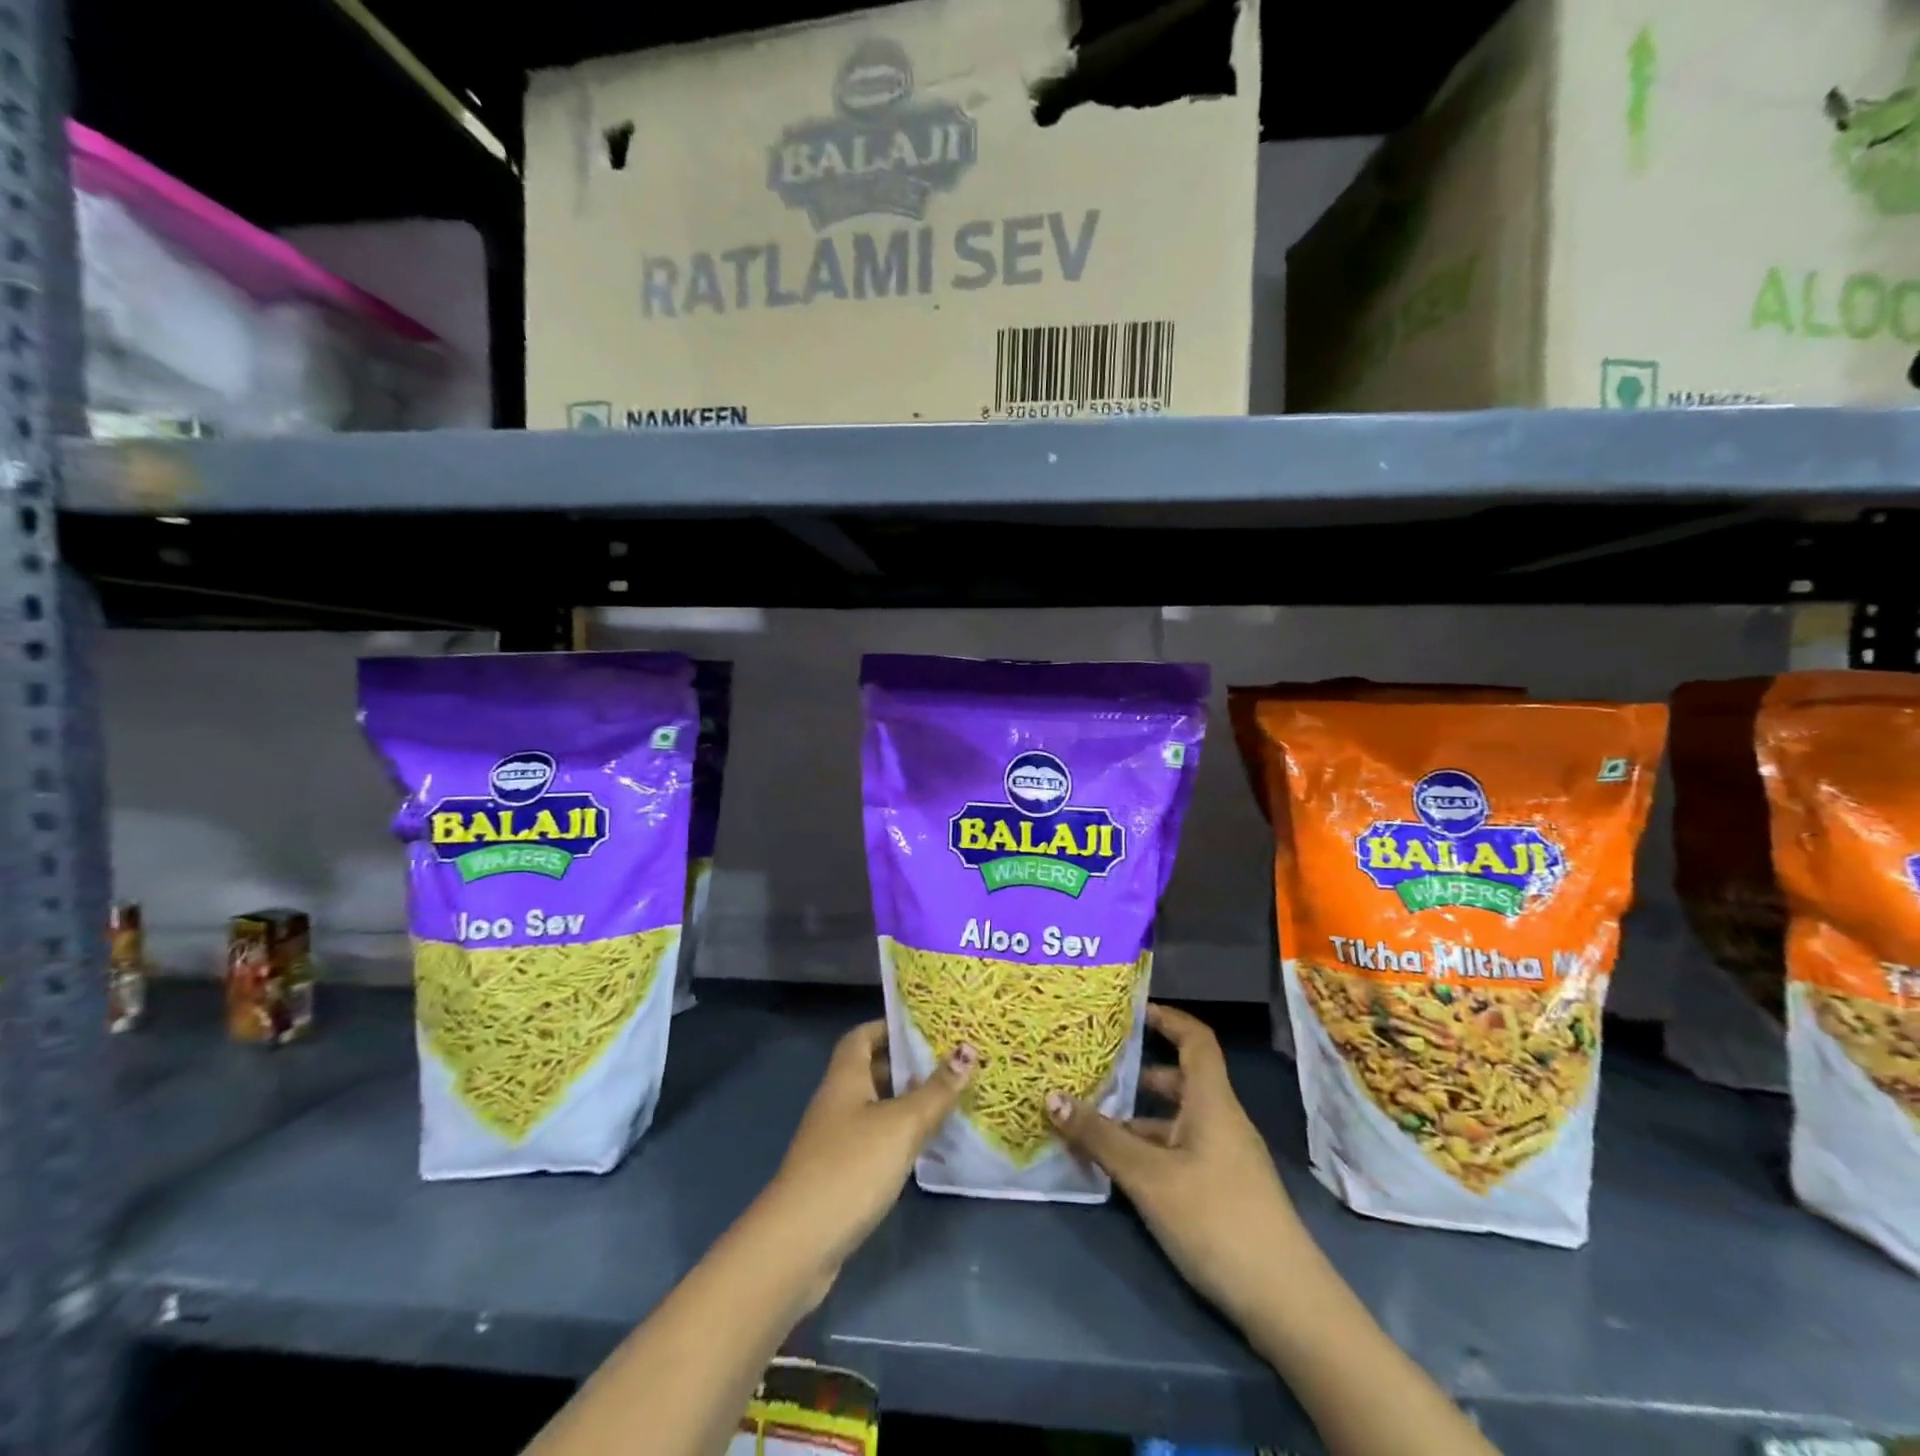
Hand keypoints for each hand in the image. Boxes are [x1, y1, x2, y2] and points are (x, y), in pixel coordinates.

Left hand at [760, 1021, 974, 1296]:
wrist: (798, 1243)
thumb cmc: (851, 1167)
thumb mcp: (902, 1124)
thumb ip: (936, 1091)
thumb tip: (968, 1051)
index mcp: (845, 1077)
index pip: (863, 1035)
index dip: (890, 1026)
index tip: (927, 1026)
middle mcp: (837, 1100)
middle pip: (872, 1070)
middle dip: (908, 1064)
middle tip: (950, 1061)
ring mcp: (835, 1139)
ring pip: (876, 1107)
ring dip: (907, 1102)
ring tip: (948, 1099)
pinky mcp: (840, 1173)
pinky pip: (875, 1139)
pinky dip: (899, 1136)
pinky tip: (926, 1146)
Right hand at [1047, 1003, 1304, 1329]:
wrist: (1286, 1303)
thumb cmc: (1216, 1219)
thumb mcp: (1148, 1177)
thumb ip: (1100, 1137)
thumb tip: (1050, 1097)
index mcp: (1212, 1101)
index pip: (1195, 1039)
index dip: (1167, 1017)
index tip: (1131, 1010)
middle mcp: (1221, 1120)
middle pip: (1180, 1080)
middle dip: (1138, 1073)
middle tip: (1095, 1071)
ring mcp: (1225, 1157)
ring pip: (1176, 1121)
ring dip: (1138, 1119)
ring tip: (1092, 1123)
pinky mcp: (1223, 1190)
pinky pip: (1180, 1151)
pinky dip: (1149, 1150)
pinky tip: (1119, 1170)